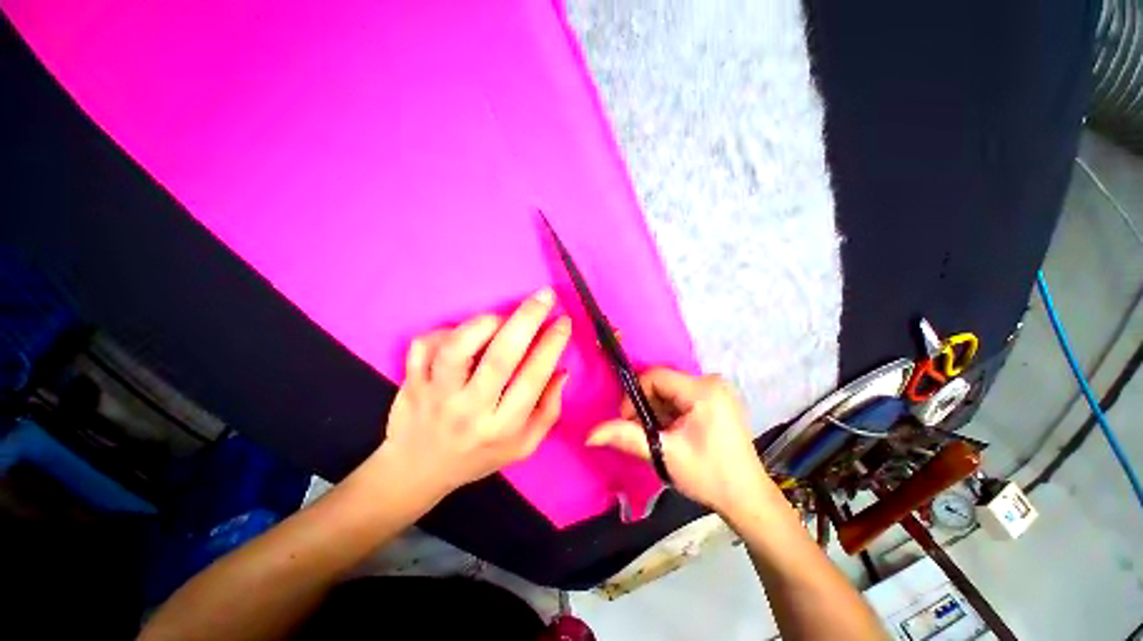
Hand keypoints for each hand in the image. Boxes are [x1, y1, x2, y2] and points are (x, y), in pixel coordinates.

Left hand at [374, 289, 570, 498]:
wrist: (417, 472)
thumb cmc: (477, 456)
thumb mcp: (523, 446)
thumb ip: (549, 411)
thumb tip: (561, 371)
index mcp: (501, 426)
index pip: (533, 377)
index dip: (552, 344)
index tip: (564, 320)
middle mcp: (469, 410)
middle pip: (500, 357)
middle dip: (527, 319)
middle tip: (545, 296)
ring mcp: (435, 395)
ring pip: (458, 348)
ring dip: (484, 322)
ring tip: (500, 316)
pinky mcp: (411, 382)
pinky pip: (424, 346)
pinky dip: (444, 330)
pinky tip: (460, 334)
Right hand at [587, 369, 774, 516]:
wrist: (747, 498)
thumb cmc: (709, 476)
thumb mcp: (665, 454)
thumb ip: (626, 437)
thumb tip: (590, 435)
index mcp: (703, 390)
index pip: (655, 376)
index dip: (635, 395)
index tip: (629, 421)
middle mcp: (712, 381)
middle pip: (663, 382)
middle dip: (647, 405)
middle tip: (643, 431)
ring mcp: (717, 389)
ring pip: (671, 389)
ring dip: (658, 409)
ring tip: (659, 434)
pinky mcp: (718, 398)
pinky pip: (682, 395)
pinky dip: (671, 410)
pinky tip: (673, 431)